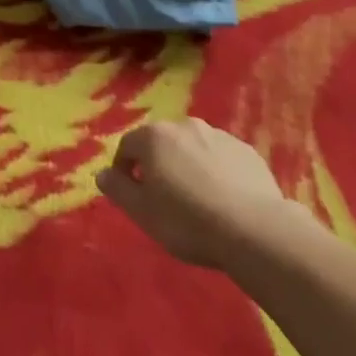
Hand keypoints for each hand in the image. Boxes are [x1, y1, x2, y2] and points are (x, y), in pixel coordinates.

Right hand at [97, 118, 290, 268]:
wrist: (254, 229)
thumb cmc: (187, 220)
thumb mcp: (142, 212)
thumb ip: (118, 189)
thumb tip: (101, 174)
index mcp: (154, 137)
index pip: (127, 146)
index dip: (124, 170)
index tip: (131, 194)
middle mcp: (184, 126)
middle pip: (161, 143)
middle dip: (158, 165)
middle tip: (163, 198)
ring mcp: (219, 136)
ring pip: (193, 148)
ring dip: (188, 166)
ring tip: (196, 200)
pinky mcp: (247, 151)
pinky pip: (221, 158)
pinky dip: (216, 172)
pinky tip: (224, 199)